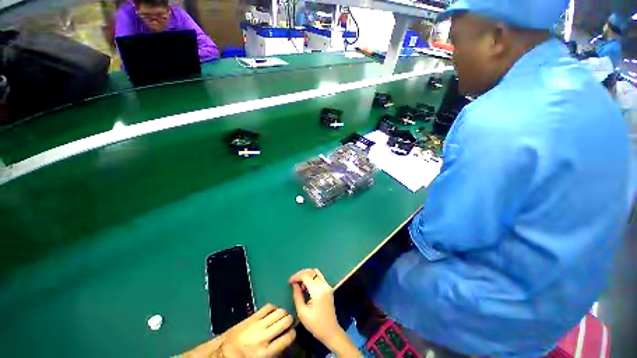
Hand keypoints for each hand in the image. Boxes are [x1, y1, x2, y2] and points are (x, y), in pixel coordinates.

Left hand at [183, 304, 295, 357]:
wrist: (223, 352)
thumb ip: (275, 350)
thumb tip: (286, 339)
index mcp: (266, 352)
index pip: (288, 337)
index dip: (293, 333)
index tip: (292, 332)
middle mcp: (264, 336)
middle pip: (285, 321)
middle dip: (290, 320)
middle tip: (289, 322)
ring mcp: (258, 324)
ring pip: (279, 311)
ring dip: (283, 312)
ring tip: (283, 316)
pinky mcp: (253, 316)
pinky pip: (268, 307)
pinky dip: (274, 307)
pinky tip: (274, 311)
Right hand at [289, 269, 361, 356]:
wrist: (331, 331)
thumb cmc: (315, 325)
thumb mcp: (302, 312)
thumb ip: (297, 296)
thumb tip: (295, 284)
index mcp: (317, 291)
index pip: (306, 276)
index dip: (297, 276)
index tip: (290, 282)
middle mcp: (324, 285)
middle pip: (311, 272)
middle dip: (301, 274)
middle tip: (294, 281)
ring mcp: (327, 285)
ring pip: (316, 272)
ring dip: (307, 275)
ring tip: (300, 284)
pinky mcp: (329, 288)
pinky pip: (319, 277)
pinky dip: (312, 277)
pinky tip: (307, 286)